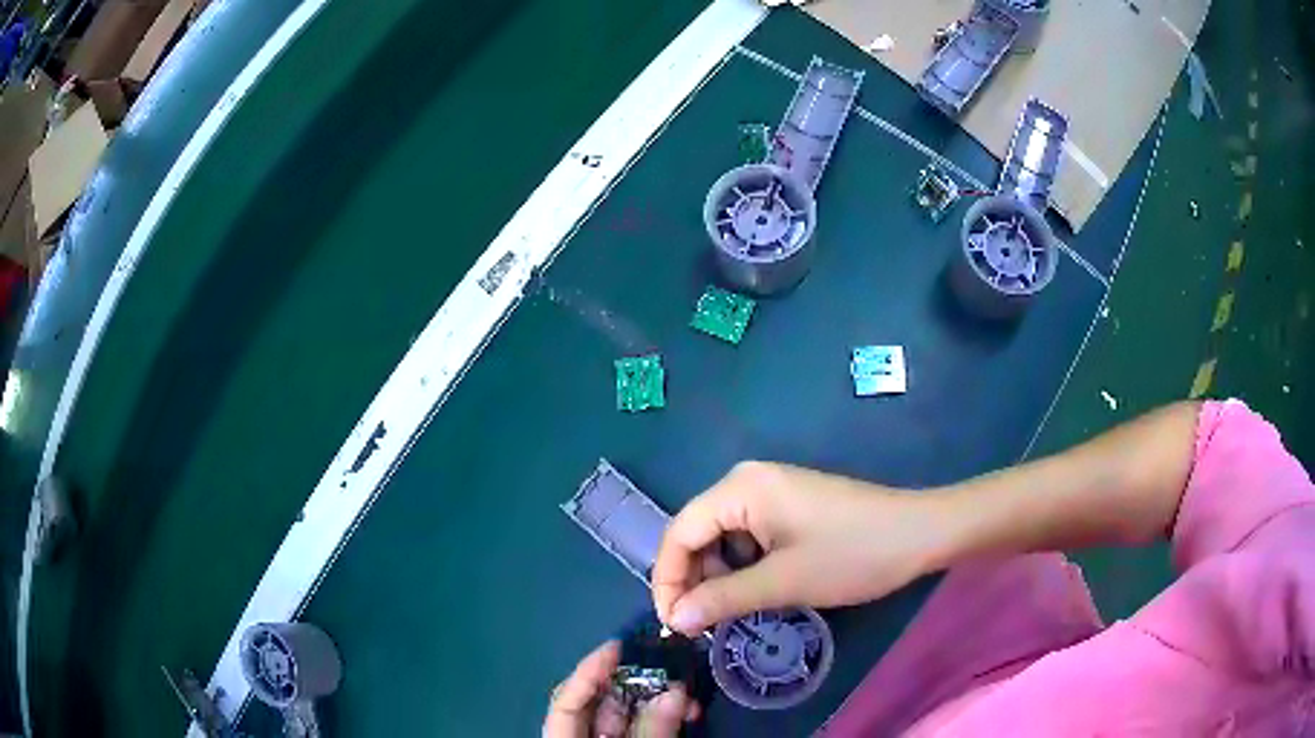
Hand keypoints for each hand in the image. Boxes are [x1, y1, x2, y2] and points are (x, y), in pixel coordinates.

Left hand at [544, 641, 698, 737]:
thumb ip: (651, 729)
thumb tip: (675, 689)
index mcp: (565, 737)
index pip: (567, 700)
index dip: (589, 671)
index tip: (618, 645)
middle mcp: (585, 735)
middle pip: (602, 704)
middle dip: (638, 684)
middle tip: (670, 668)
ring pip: (630, 714)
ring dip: (659, 700)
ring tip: (686, 692)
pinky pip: (646, 728)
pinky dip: (665, 717)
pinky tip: (688, 710)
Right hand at [651, 461, 952, 634]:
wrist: (921, 533)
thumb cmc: (852, 555)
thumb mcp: (783, 583)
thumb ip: (722, 600)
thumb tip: (673, 620)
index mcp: (740, 488)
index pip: (679, 533)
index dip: (667, 580)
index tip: (671, 625)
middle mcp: (748, 482)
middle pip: (698, 533)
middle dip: (693, 581)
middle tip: (697, 627)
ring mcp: (772, 492)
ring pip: (723, 539)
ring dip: (719, 578)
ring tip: (727, 615)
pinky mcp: (790, 507)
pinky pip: (749, 538)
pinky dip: (744, 568)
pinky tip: (755, 594)